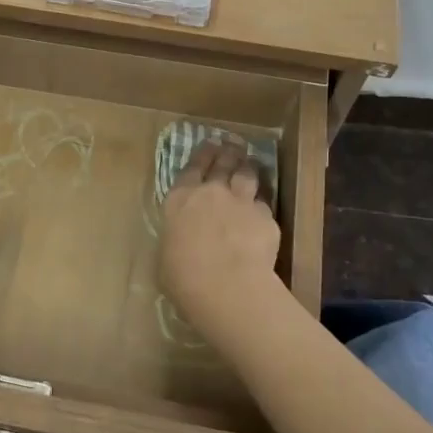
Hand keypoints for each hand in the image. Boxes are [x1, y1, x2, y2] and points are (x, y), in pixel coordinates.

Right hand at [159, 142, 281, 326]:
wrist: (226, 286)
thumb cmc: (183, 277)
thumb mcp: (166, 256)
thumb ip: (176, 238)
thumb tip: (181, 241)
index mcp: (180, 200)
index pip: (191, 168)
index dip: (201, 155)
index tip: (208, 146)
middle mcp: (211, 193)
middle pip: (222, 164)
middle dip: (227, 153)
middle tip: (231, 145)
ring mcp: (241, 202)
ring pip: (247, 175)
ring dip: (248, 168)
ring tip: (250, 164)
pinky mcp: (266, 218)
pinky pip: (265, 204)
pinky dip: (262, 204)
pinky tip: (263, 207)